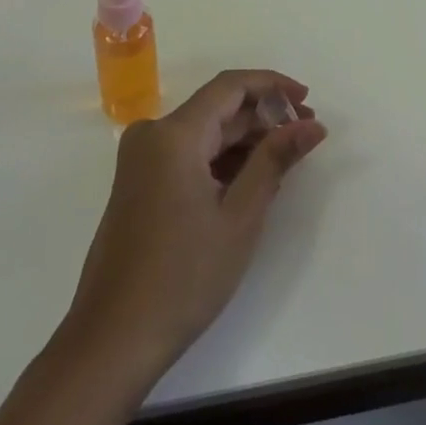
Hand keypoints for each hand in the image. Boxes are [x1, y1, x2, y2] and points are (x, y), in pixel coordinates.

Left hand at [65, 71, 327, 374]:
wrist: (113, 339)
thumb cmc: (184, 277)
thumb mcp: (239, 216)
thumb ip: (275, 159)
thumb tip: (311, 125)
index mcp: (173, 134)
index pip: (230, 86)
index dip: (272, 85)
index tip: (307, 100)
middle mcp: (152, 135)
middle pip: (217, 109)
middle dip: (263, 117)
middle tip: (305, 136)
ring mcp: (141, 160)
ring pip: (203, 132)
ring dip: (244, 141)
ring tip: (285, 162)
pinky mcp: (139, 183)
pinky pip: (187, 154)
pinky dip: (220, 161)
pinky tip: (250, 181)